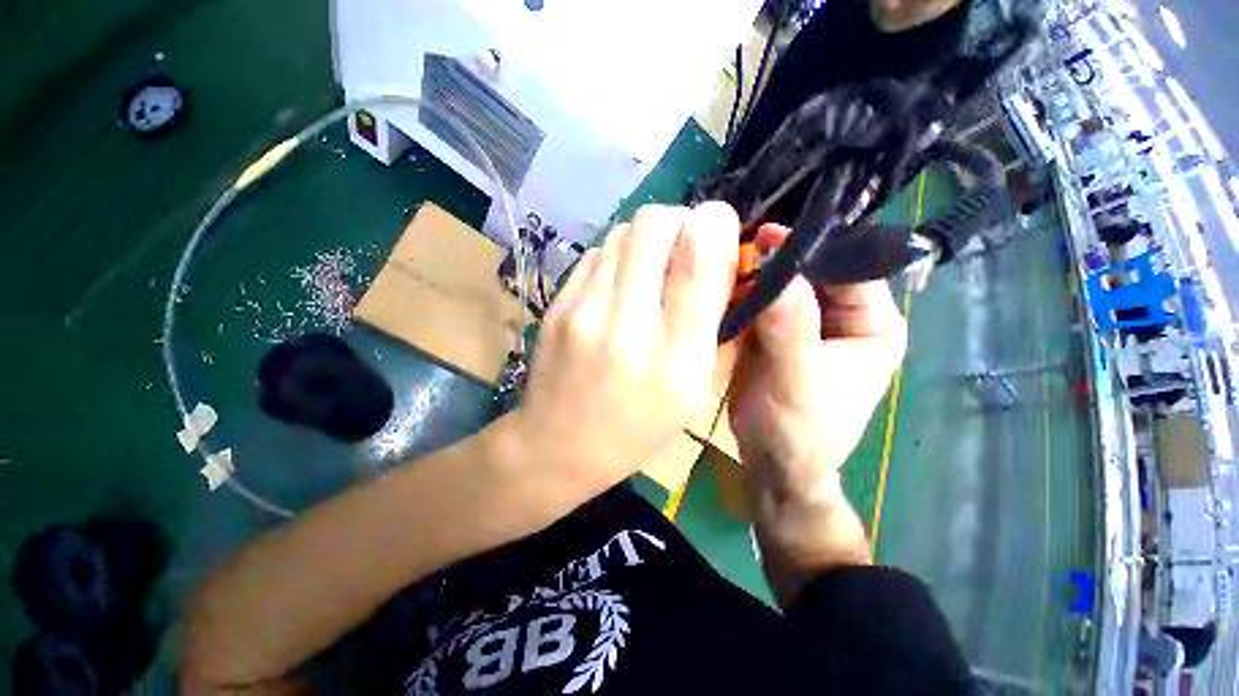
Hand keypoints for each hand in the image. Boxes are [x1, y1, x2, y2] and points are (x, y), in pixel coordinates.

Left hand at [509, 203, 739, 498]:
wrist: (556, 444)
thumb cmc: (636, 429)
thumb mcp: (695, 392)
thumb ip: (719, 326)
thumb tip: (727, 263)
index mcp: (675, 354)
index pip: (699, 252)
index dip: (716, 226)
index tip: (719, 238)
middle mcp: (626, 322)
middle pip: (656, 222)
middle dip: (681, 223)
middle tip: (685, 251)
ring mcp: (582, 308)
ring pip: (624, 230)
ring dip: (648, 240)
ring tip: (651, 272)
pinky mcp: (556, 302)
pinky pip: (597, 253)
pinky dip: (618, 257)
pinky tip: (619, 287)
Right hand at [729, 224, 905, 506]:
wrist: (771, 461)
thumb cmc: (799, 431)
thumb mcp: (798, 381)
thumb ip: (791, 327)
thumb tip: (774, 267)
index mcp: (872, 324)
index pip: (848, 267)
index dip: (808, 250)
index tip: (763, 238)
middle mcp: (844, 316)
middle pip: (811, 272)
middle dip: (773, 261)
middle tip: (734, 249)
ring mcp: (807, 322)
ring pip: (781, 285)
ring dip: (753, 277)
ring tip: (721, 265)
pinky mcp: (777, 331)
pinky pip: (760, 303)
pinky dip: (741, 295)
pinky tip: (719, 289)